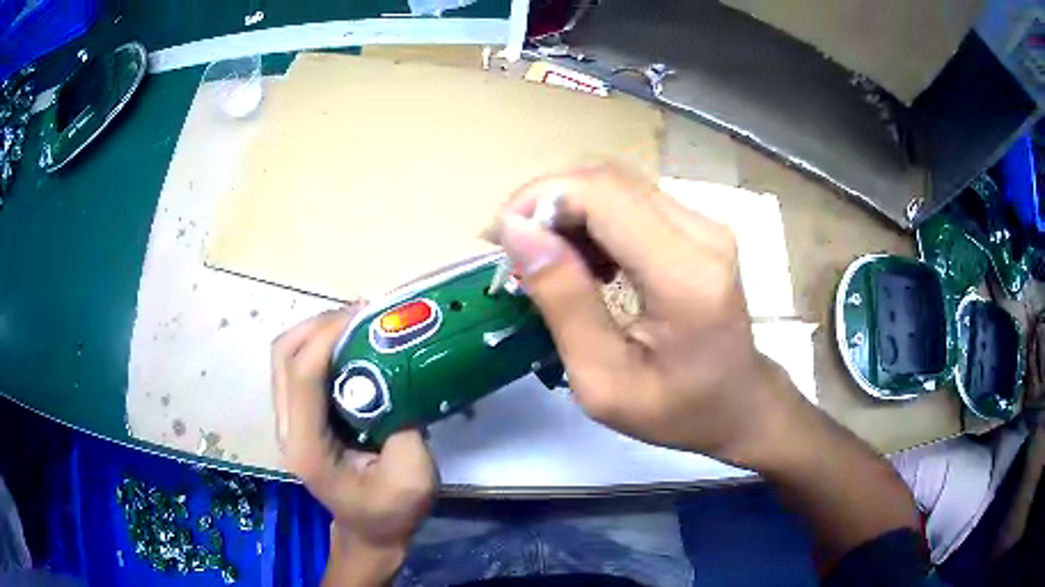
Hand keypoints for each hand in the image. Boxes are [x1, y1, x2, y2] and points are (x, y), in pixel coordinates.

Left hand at [271, 310, 437, 582]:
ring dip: (318, 331)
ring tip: (359, 324)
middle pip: (282, 356)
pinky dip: (320, 347)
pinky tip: (351, 346)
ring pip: (285, 356)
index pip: (302, 376)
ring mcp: (289, 422)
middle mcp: (287, 430)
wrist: (370, 533)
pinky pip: (298, 368)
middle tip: (363, 315)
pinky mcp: (299, 418)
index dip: (327, 335)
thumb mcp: (414, 478)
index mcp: (308, 449)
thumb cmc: (391, 512)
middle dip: (318, 324)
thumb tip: (401, 375)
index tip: (366, 313)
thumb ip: (407, 427)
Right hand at [493, 164, 797, 464]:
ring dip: (567, 209)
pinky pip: (632, 200)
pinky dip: (592, 218)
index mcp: (685, 276)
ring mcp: (705, 224)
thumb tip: (517, 232)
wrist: (740, 403)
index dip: (540, 201)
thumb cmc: (677, 410)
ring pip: (616, 184)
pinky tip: (582, 259)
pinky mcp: (699, 226)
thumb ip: (564, 302)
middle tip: (514, 250)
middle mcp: (702, 233)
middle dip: (546, 202)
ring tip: (543, 258)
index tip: (499, 239)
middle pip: (607, 179)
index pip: (601, 195)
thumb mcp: (604, 380)